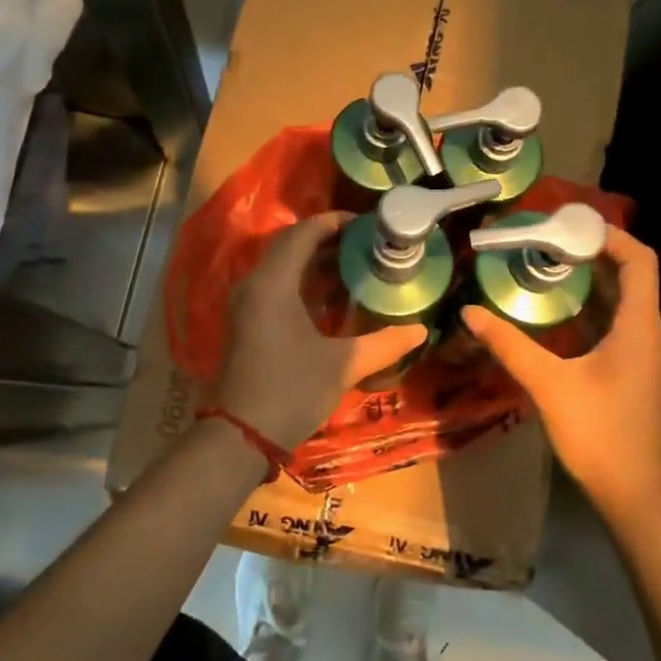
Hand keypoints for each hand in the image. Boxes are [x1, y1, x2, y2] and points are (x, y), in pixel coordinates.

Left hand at [214, 213, 427, 449]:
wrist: (239, 437)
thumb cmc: (290, 391)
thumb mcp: (342, 366)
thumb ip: (383, 344)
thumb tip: (421, 330)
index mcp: (273, 283)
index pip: (302, 234)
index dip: (334, 223)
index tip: (367, 225)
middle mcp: (254, 285)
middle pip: (291, 247)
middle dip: (328, 241)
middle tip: (367, 245)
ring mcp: (246, 305)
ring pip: (282, 268)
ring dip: (315, 263)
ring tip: (356, 266)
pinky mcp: (247, 323)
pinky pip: (276, 287)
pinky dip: (303, 283)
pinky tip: (332, 298)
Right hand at [461, 227, 660, 524]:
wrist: (635, 494)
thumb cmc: (600, 435)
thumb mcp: (549, 385)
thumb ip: (510, 345)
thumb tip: (469, 312)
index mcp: (639, 327)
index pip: (640, 261)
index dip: (612, 236)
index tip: (570, 225)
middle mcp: (647, 334)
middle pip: (630, 276)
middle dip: (591, 254)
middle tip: (545, 242)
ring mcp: (641, 355)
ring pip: (620, 303)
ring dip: (587, 282)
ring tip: (543, 267)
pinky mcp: (631, 372)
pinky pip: (612, 326)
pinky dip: (587, 310)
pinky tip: (552, 315)